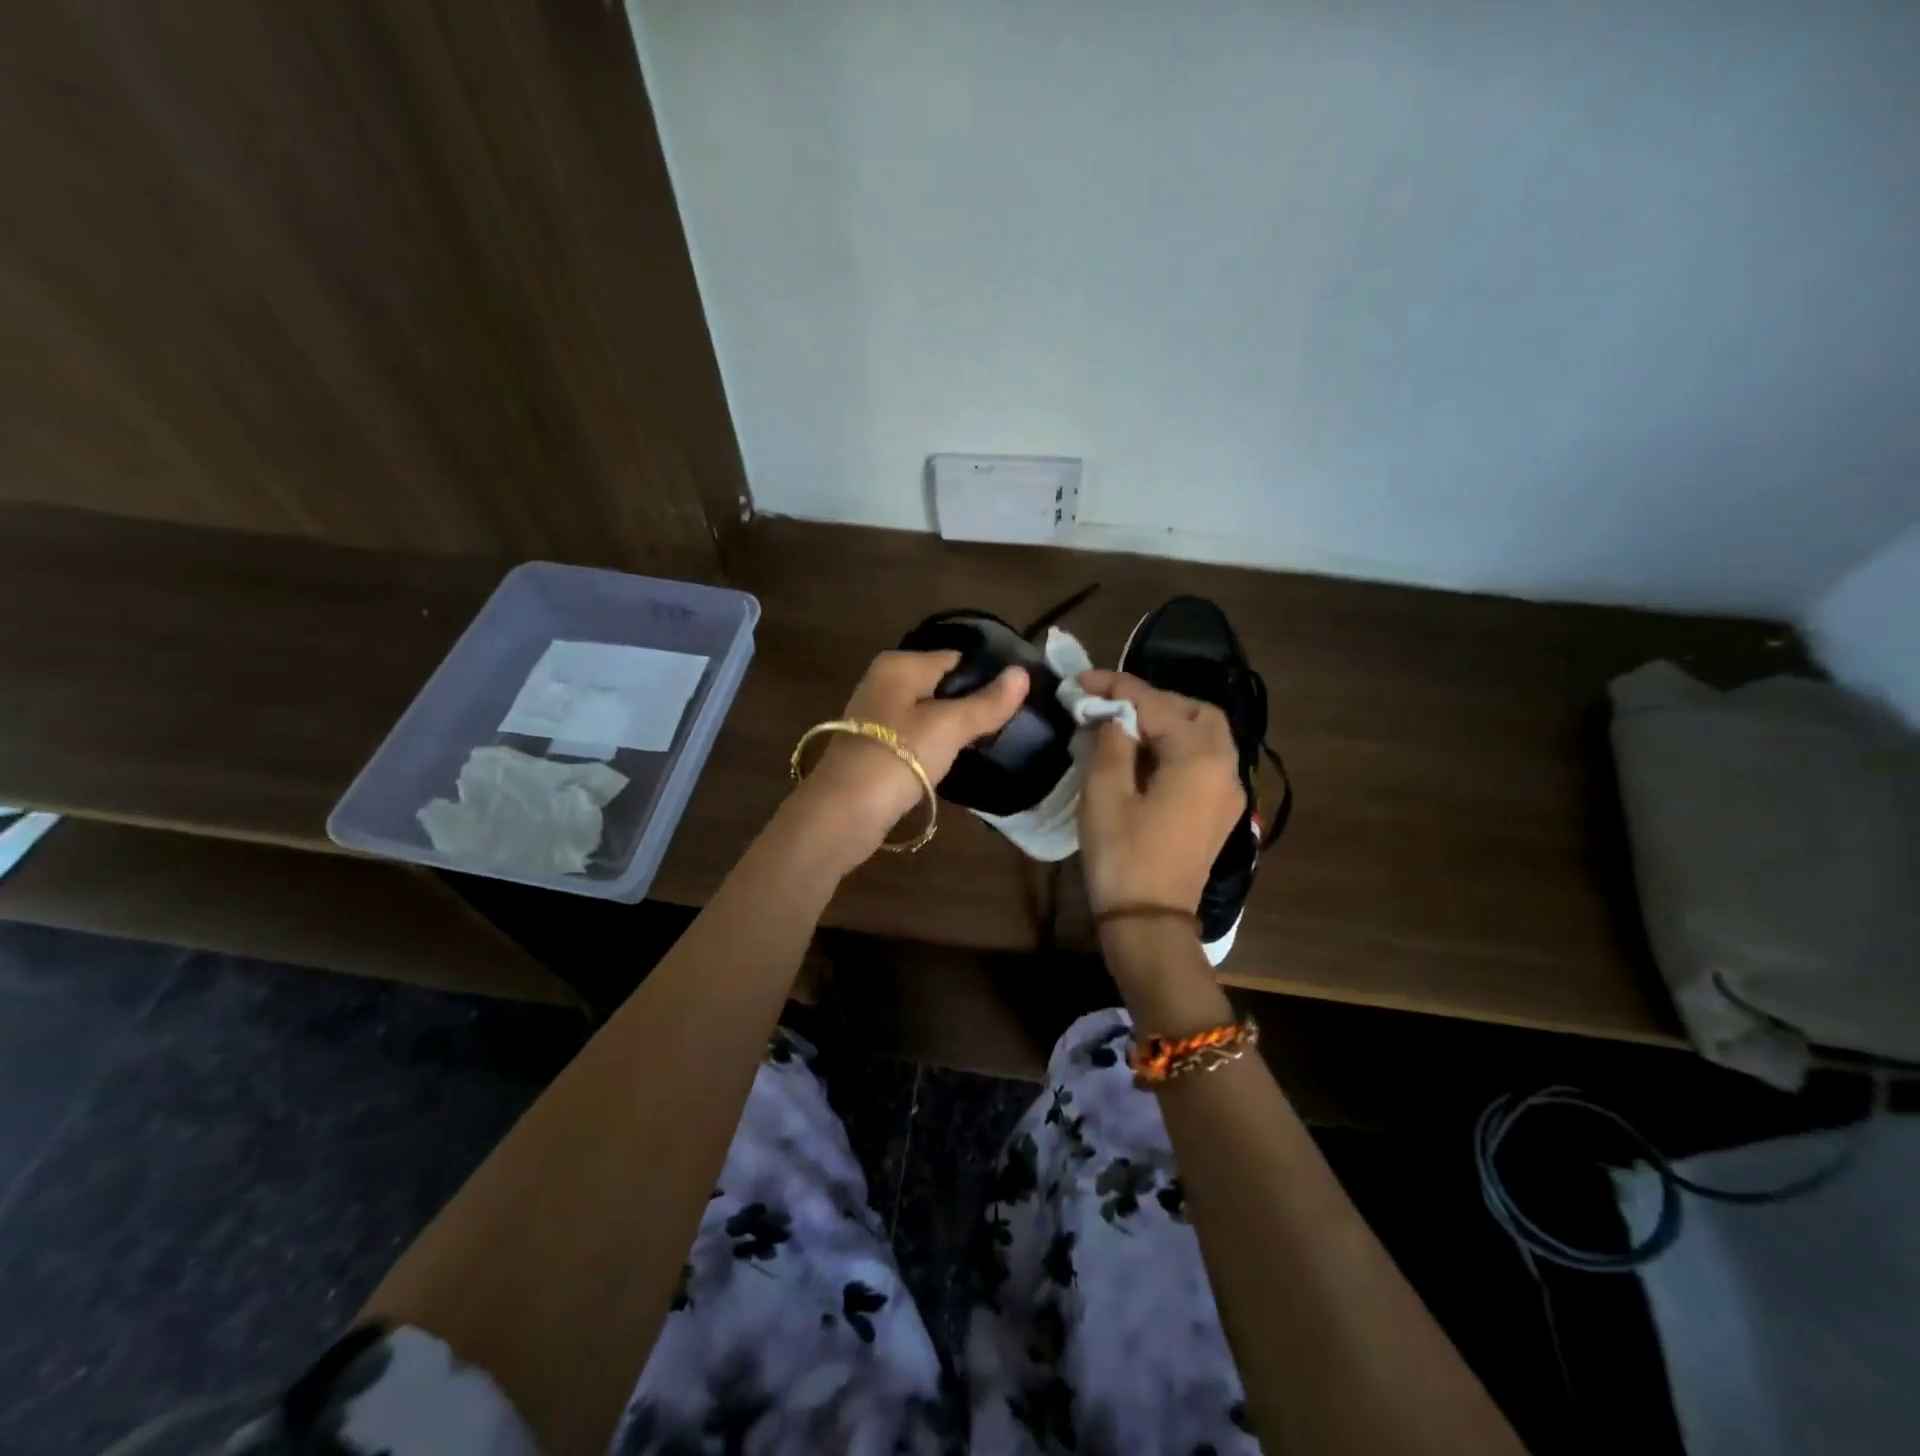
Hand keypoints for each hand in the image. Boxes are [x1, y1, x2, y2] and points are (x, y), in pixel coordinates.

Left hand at [790, 650, 1028, 865]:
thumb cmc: (899, 757)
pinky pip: (915, 737)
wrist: (843, 812)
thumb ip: (987, 702)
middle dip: (971, 704)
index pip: (956, 659)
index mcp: (899, 665)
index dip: (988, 677)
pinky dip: (933, 747)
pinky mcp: (874, 747)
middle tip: (1006, 727)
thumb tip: (1022, 674)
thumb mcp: (950, 727)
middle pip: (942, 685)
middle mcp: (883, 681)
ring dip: (953, 729)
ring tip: (986, 745)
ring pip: (929, 713)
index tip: (1016, 702)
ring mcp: (875, 716)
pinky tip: (952, 763)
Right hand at [1076, 669, 1243, 919]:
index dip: (1116, 687)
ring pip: (1206, 736)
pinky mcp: (1220, 812)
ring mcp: (1228, 792)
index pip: (1157, 704)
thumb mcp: (1105, 792)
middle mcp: (1226, 768)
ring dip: (1168, 722)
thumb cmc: (1124, 855)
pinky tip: (1145, 757)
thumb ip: (1111, 742)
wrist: (1150, 923)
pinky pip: (1205, 761)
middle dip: (1153, 700)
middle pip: (1196, 712)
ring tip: (1125, 726)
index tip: (1081, 680)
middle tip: (1110, 704)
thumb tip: (1114, 717)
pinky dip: (1178, 746)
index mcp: (1198, 758)